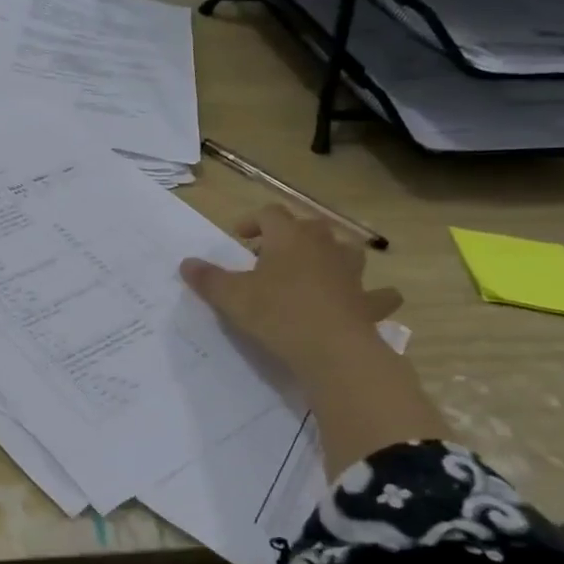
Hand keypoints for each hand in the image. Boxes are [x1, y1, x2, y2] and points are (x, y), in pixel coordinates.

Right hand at [180, 204, 402, 387]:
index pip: (271, 213)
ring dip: (332, 254)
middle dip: (290, 235)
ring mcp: (351, 273)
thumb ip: (208, 278)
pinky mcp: (368, 302)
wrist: (333, 350)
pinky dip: (372, 295)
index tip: (239, 237)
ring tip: (315, 269)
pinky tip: (363, 302)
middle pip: (310, 226)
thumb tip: (186, 263)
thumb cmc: (276, 313)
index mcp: (288, 237)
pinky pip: (377, 293)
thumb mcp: (231, 297)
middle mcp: (323, 246)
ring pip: (346, 250)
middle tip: (270, 255)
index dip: (253, 220)